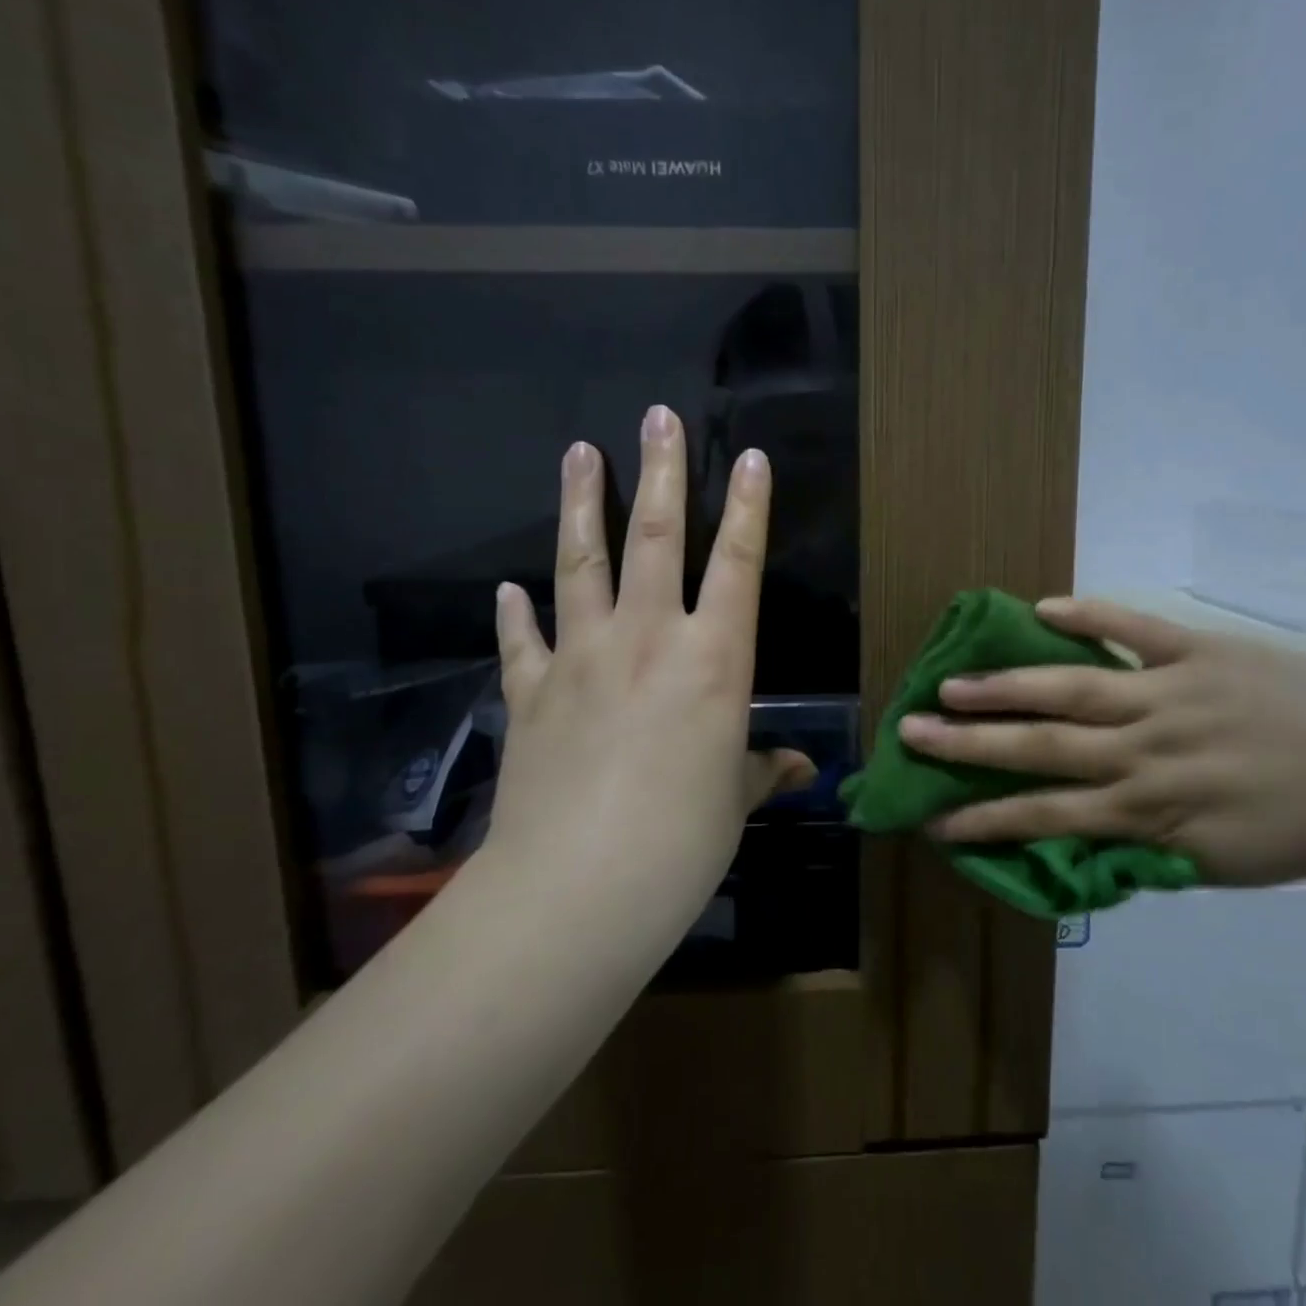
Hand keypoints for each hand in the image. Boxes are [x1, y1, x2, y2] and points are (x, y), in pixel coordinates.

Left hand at [483, 406, 811, 928]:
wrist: (579, 888)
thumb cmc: (683, 842)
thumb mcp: (735, 802)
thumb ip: (762, 771)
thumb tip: (797, 768)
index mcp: (713, 660)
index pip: (738, 565)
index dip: (748, 508)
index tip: (750, 457)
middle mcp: (647, 639)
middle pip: (655, 538)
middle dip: (661, 472)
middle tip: (656, 416)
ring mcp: (581, 658)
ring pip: (580, 563)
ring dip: (582, 503)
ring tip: (579, 451)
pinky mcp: (531, 693)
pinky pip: (522, 641)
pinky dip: (515, 614)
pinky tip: (508, 590)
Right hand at [896, 597, 1305, 883]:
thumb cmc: (1297, 829)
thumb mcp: (1215, 863)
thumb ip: (1141, 847)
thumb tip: (1078, 836)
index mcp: (1149, 810)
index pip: (1046, 817)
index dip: (986, 819)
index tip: (934, 819)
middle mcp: (1145, 750)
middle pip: (1042, 747)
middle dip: (971, 744)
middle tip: (912, 731)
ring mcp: (1170, 693)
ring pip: (1072, 688)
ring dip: (1006, 686)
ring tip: (951, 680)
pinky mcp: (1200, 652)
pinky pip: (1135, 629)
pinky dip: (1090, 617)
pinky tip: (1043, 608)